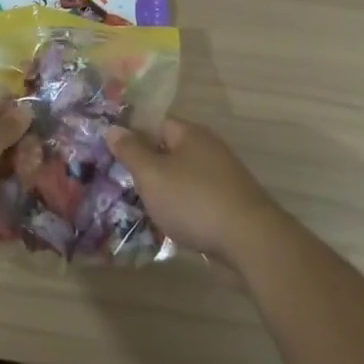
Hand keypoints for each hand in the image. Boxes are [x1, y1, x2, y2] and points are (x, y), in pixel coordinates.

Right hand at [105, 119, 284, 263]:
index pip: (155, 122)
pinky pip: (196, 197)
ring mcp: (223, 176)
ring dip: (164, 188)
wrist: (250, 241)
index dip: (133, 134)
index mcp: (190, 133)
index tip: (112, 152)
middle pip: (169, 149)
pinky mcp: (230, 202)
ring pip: (183, 176)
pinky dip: (181, 206)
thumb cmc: (194, 200)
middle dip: (147, 165)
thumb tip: (114, 128)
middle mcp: (209, 148)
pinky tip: (169, 222)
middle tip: (121, 181)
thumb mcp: (152, 174)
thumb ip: (131, 151)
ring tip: (140, 205)